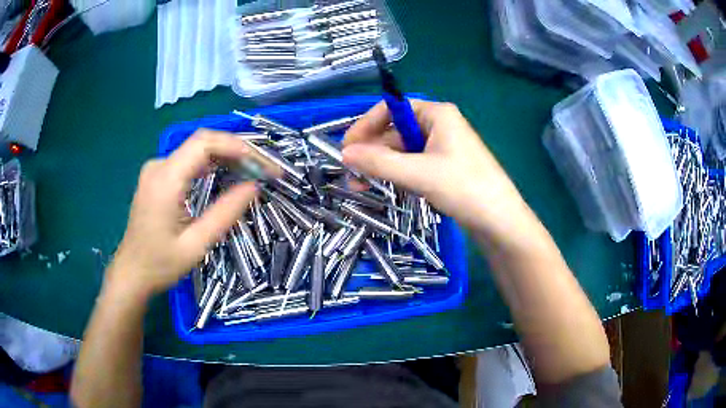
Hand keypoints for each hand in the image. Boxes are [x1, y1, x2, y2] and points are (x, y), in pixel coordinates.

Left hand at [107, 130, 280, 297]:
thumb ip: (224, 214)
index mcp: (165, 179)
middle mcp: (159, 165)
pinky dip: (213, 164)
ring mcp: (157, 168)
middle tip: (265, 169)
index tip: (264, 164)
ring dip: (227, 156)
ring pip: (198, 149)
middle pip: (203, 142)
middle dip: (237, 151)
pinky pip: (190, 160)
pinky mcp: (159, 176)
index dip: (237, 147)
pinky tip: (228, 174)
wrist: (131, 272)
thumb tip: (254, 187)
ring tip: (253, 172)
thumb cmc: (160, 264)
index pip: (204, 143)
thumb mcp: (195, 245)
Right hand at [342, 100, 527, 235]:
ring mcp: (443, 147)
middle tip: (352, 176)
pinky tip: (388, 188)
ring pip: (403, 151)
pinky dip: (398, 174)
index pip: (391, 110)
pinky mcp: (445, 167)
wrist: (500, 221)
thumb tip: (344, 154)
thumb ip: (379, 162)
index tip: (346, 149)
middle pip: (395, 132)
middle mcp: (439, 125)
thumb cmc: (464, 188)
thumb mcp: (418, 173)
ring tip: (363, 187)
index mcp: (437, 114)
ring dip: (383, 167)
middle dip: (372, 153)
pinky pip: (414, 164)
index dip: (365, 126)